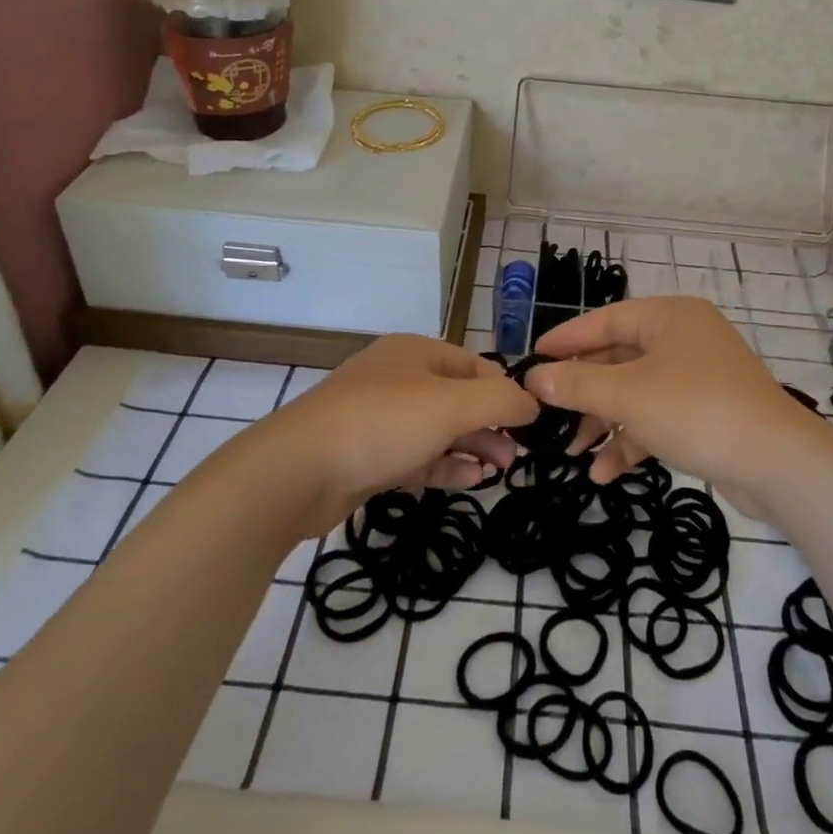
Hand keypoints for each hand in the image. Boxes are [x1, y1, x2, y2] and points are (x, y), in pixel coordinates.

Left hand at [257, 334, 538, 532]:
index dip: (505, 393)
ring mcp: (380, 418)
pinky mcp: (368, 455)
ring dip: (472, 447)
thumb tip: (533, 404)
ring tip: (500, 471)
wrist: (299, 470)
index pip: (475, 367)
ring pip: (439, 430)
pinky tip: (470, 480)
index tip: (531, 425)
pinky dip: (445, 466)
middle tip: (517, 457)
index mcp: (417, 353)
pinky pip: (417, 456)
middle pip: (458, 399)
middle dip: (491, 426)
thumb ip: (501, 402)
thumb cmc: (383, 423)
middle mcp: (399, 378)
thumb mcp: (452, 405)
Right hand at [528, 297, 826, 500]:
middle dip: (583, 392)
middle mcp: (683, 339)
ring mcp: (696, 377)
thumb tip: (535, 378)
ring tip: (571, 453)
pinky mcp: (705, 413)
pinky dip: (631, 440)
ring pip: (634, 392)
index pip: (603, 320)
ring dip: (603, 422)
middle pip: (617, 359)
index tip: (531, 361)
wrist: (778, 464)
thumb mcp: (628, 395)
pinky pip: (655, 418)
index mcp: (668, 317)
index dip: (565, 340)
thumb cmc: (696, 411)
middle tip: (547, 415)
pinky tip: (604, 472)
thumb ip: (578, 384)